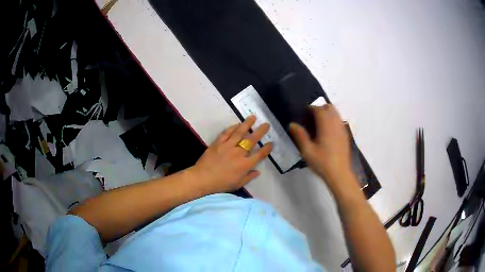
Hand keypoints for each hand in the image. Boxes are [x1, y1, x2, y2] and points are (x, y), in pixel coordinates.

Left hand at [192, 116, 272, 193]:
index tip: (271, 143)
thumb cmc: (221, 184)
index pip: (259, 154)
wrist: (202, 178)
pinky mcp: (218, 143)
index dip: (267, 148)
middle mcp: (238, 153)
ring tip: (253, 117)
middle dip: (260, 131)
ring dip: (247, 124)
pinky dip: (232, 128)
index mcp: (245, 165)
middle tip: (266, 124)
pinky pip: (226, 133)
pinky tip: (237, 124)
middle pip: (252, 140)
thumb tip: (258, 171)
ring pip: (239, 133)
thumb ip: (249, 177)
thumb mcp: (237, 184)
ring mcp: (228, 146)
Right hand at [289, 105, 352, 188]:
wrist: (339, 174)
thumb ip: (300, 136)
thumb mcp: (307, 151)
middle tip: (311, 117)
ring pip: (336, 113)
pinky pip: (340, 121)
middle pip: (330, 108)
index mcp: (326, 126)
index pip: (319, 109)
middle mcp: (336, 124)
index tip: (304, 112)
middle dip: (320, 108)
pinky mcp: (345, 135)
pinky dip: (333, 120)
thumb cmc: (322, 163)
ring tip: (319, 122)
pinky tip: (328, 130)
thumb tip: (292, 124)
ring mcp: (342, 130)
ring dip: (328, 113)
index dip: (311, 108)